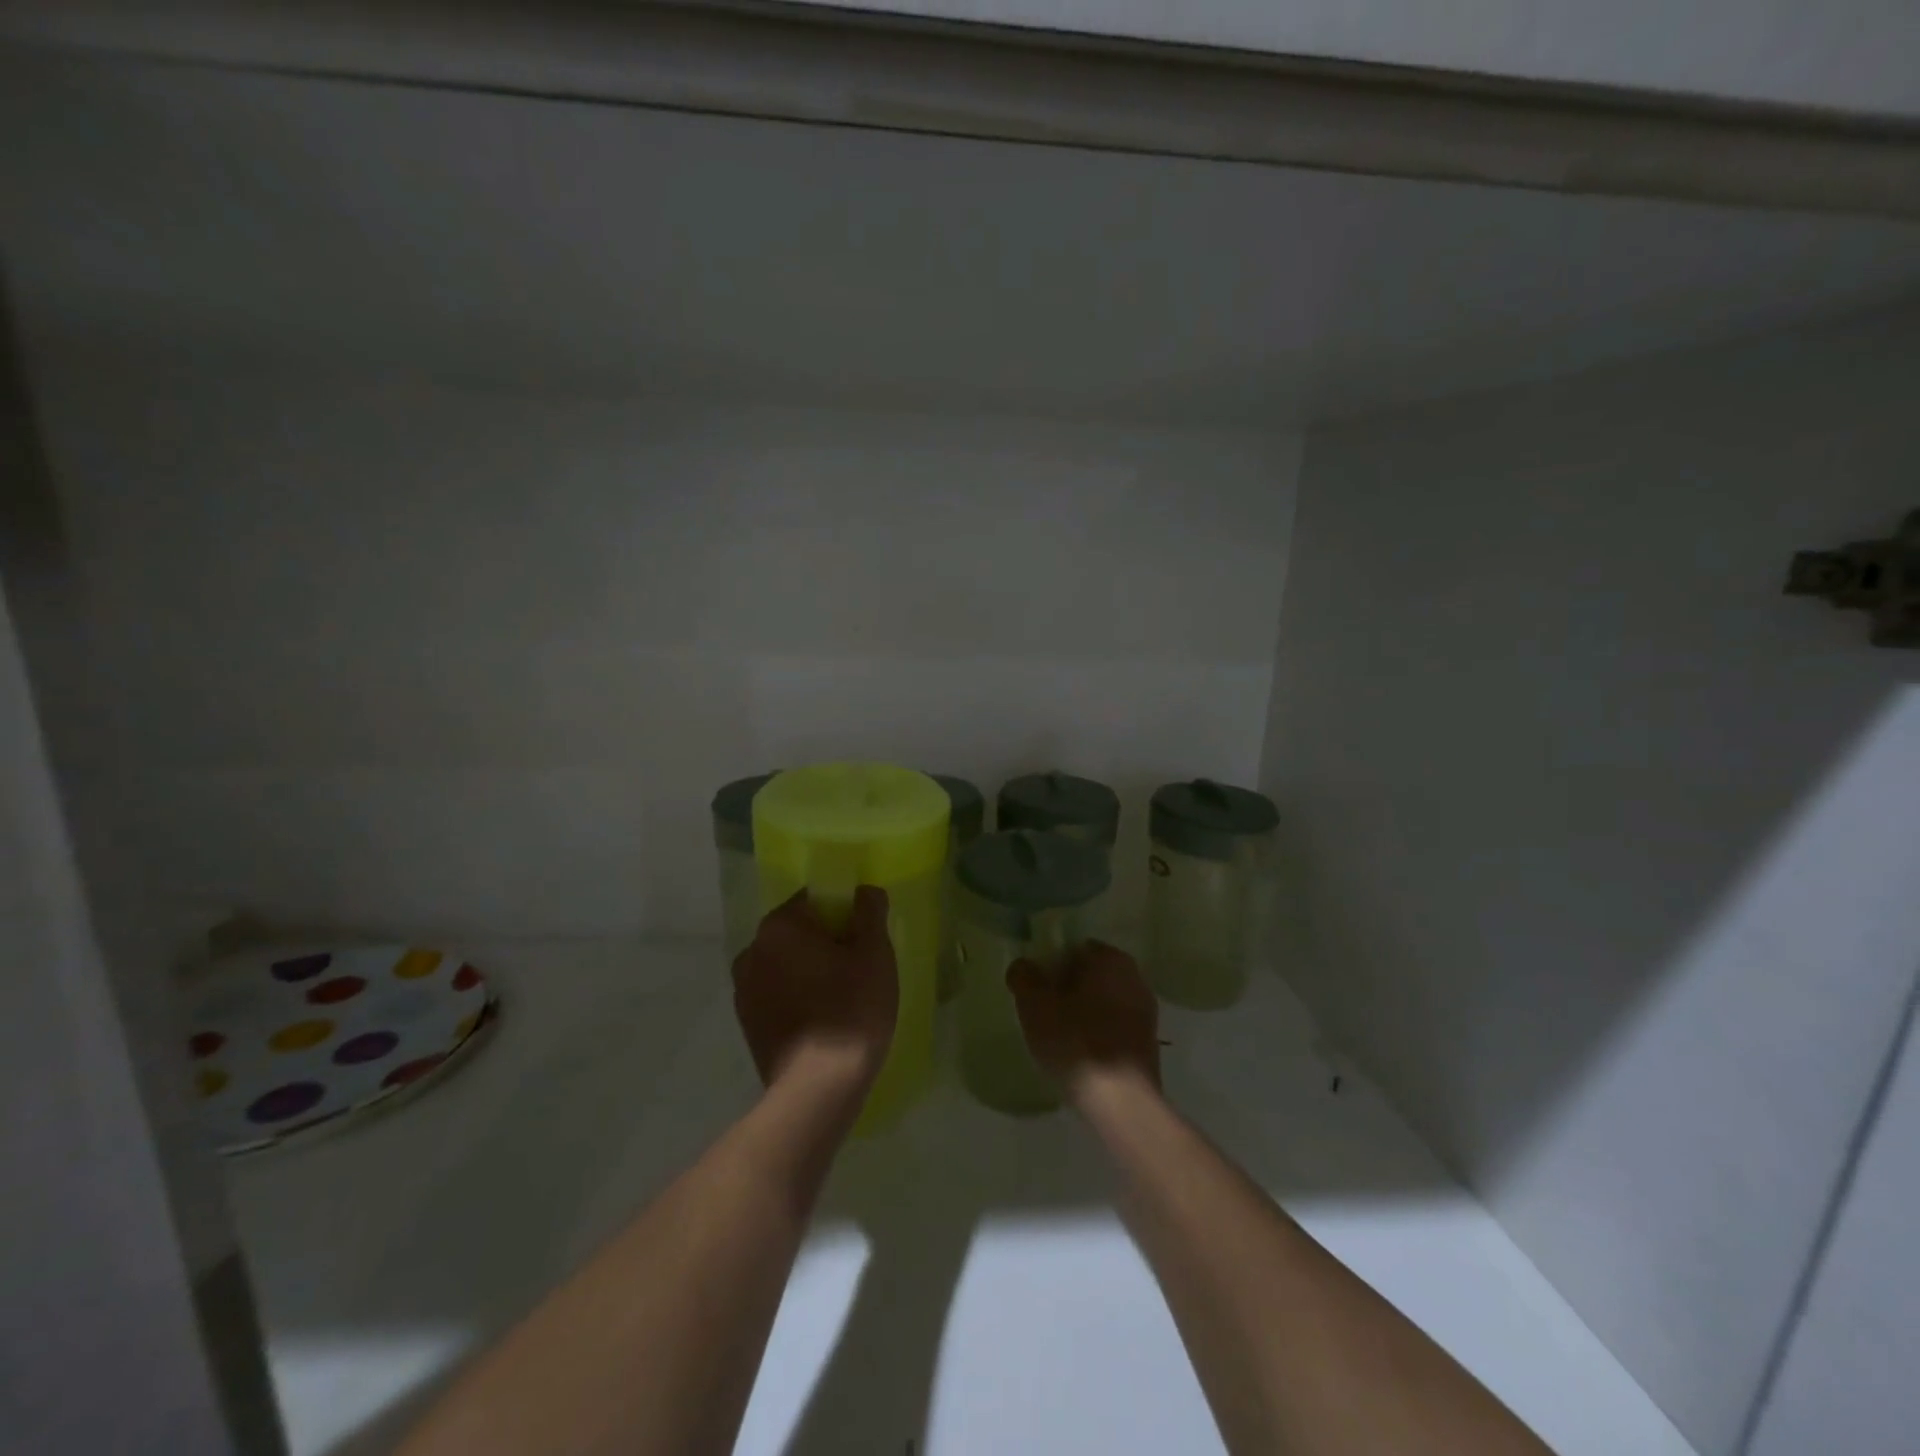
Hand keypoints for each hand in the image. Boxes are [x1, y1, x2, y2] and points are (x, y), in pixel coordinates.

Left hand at [732, 886, 897, 1093]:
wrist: (818, 1088)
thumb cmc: (851, 1009)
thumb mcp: (874, 953)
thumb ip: (869, 911)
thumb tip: (864, 891)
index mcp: (779, 925)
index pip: (814, 899)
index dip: (843, 913)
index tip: (863, 938)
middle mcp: (752, 950)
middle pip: (797, 932)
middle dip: (825, 943)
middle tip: (858, 969)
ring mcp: (743, 989)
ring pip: (785, 964)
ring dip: (809, 972)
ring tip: (840, 999)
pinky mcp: (746, 1024)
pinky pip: (776, 994)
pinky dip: (796, 998)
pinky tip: (821, 1021)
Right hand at [1007, 940, 1160, 1102]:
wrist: (1121, 1102)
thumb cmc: (1076, 1042)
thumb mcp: (1034, 1005)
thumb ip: (1024, 977)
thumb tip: (1023, 966)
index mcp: (1110, 958)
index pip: (1074, 949)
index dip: (1051, 967)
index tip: (1036, 991)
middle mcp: (1134, 977)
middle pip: (1090, 975)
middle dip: (1067, 989)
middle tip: (1044, 1014)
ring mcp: (1145, 1011)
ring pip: (1103, 1002)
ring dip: (1083, 1013)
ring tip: (1060, 1039)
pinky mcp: (1148, 1043)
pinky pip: (1114, 1027)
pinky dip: (1098, 1035)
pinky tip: (1081, 1057)